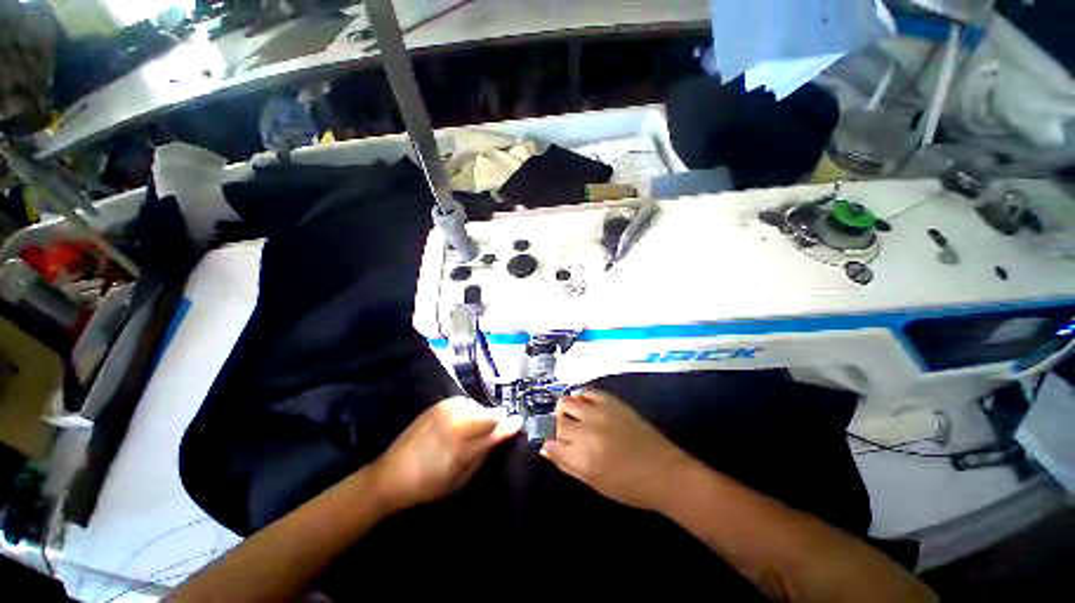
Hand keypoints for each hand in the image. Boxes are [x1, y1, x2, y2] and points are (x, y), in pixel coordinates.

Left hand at [370, 397, 520, 512]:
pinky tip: (461, 424)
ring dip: (481, 416)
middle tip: (491, 435)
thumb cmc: (429, 484)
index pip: (496, 423)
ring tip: (474, 430)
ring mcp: (447, 408)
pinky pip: (464, 403)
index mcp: (464, 438)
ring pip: (477, 406)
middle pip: (488, 412)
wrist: (391, 474)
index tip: (518, 423)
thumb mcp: (462, 476)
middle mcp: (457, 417)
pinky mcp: (439, 404)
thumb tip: (506, 432)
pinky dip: (468, 411)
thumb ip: (485, 450)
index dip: (509, 424)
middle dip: (494, 421)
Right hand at [540, 388, 693, 511]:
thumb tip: (546, 448)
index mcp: (583, 457)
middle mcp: (588, 431)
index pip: (551, 442)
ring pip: (568, 401)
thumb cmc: (628, 486)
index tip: (552, 444)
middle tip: (566, 433)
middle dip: (557, 426)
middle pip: (558, 420)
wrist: (665, 472)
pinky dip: (581, 396)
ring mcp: (600, 413)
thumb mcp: (594, 482)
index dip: (550, 443)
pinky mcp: (612, 402)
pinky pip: (588, 391)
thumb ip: (567, 463)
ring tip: (573, 417)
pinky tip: (583, 404)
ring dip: (566, 409)